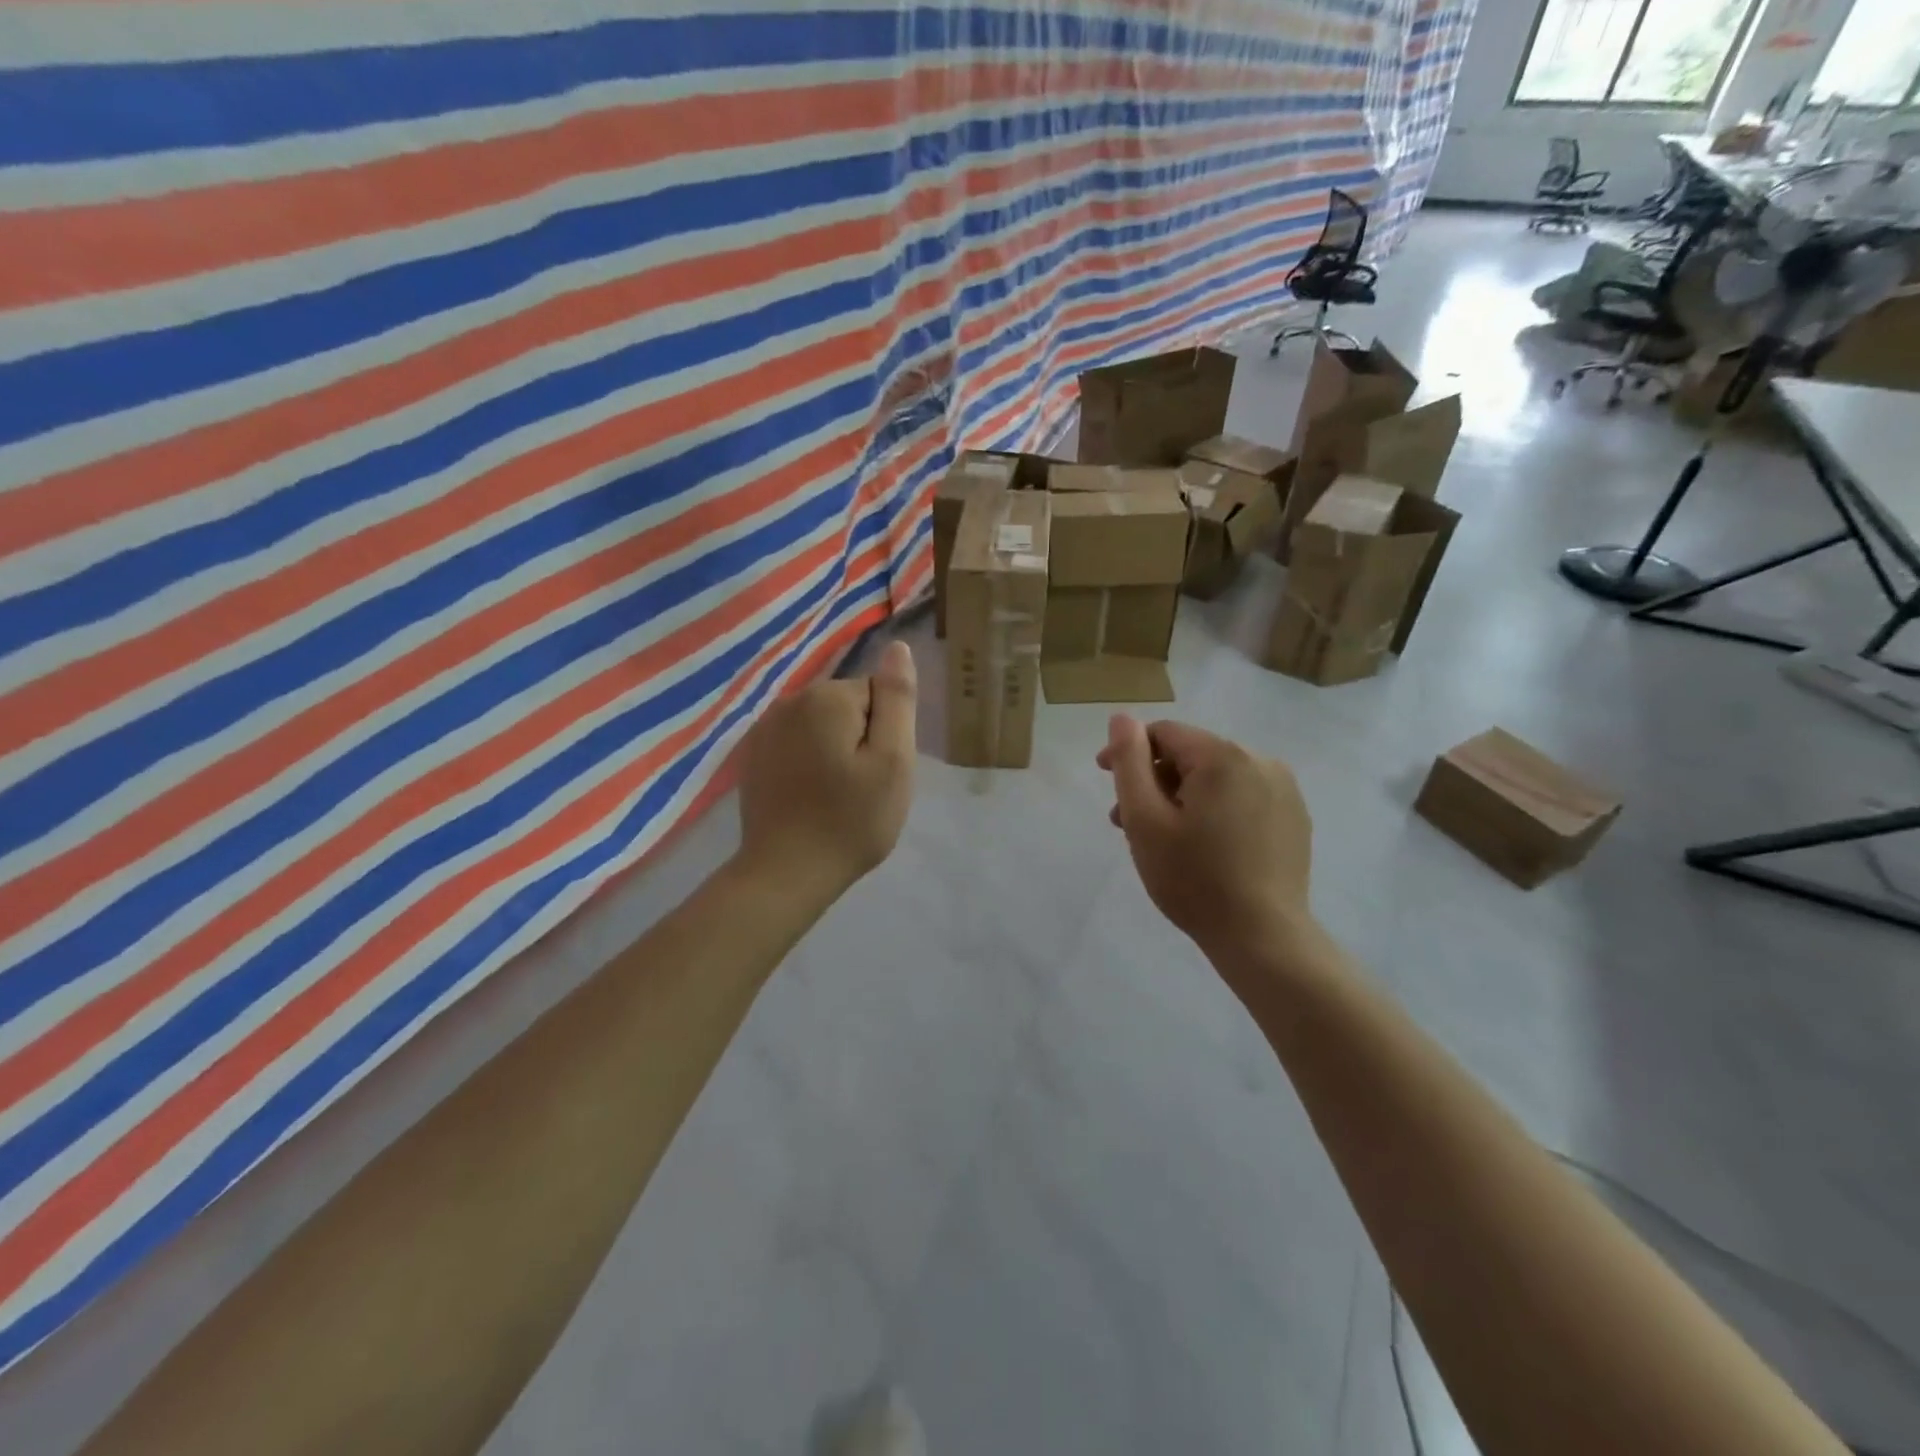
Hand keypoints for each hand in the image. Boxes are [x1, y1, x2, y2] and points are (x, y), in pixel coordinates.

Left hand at [736, 640, 917, 899]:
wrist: (785, 873)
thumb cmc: (850, 820)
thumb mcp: (893, 761)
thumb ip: (897, 700)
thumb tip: (898, 647)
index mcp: (827, 697)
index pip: (878, 696)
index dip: (886, 735)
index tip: (879, 772)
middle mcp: (790, 700)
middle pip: (847, 707)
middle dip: (860, 740)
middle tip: (862, 788)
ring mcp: (764, 728)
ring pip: (821, 726)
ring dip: (833, 751)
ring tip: (835, 795)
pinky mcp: (751, 755)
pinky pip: (795, 743)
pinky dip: (807, 763)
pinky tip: (807, 797)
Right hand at [1097, 715, 1314, 967]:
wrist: (1262, 937)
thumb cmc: (1193, 878)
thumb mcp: (1144, 819)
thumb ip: (1129, 762)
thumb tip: (1122, 718)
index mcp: (1223, 756)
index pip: (1164, 733)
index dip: (1128, 751)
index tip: (1104, 778)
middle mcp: (1260, 761)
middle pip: (1191, 755)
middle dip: (1154, 780)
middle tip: (1126, 821)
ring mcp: (1283, 790)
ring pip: (1216, 778)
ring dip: (1181, 797)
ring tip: (1159, 838)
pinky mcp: (1294, 817)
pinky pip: (1242, 797)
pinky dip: (1214, 810)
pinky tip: (1201, 845)